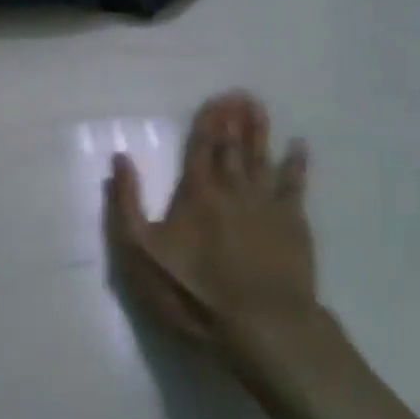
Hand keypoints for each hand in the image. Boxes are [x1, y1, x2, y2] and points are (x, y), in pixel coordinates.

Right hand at [104, 92, 320, 374]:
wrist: (260, 325)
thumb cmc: (193, 291)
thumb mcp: (141, 253)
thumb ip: (127, 204)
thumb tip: (120, 159)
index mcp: (196, 192)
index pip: (201, 146)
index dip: (208, 121)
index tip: (216, 99)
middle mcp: (232, 188)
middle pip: (233, 146)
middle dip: (234, 119)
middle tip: (241, 94)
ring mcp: (266, 204)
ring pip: (262, 157)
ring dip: (260, 131)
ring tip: (259, 108)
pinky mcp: (293, 224)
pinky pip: (295, 184)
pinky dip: (297, 163)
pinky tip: (299, 146)